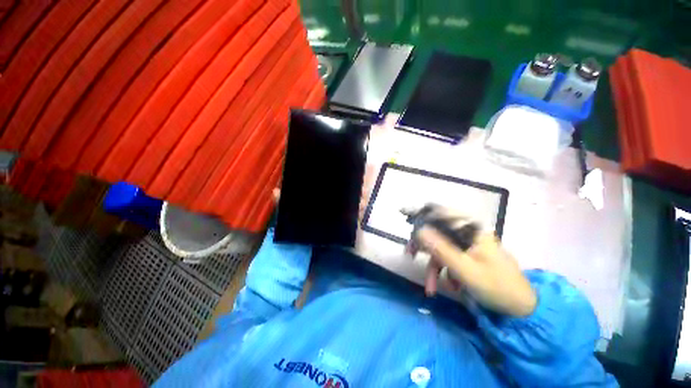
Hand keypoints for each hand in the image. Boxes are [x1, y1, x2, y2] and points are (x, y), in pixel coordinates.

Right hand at [407, 207, 536, 316]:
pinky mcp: (466, 256)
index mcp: (471, 229)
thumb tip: (419, 230)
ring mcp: (467, 245)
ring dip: (433, 267)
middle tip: (408, 254)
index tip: (402, 213)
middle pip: (437, 230)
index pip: (441, 211)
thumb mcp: (464, 269)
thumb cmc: (496, 287)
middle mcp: (468, 233)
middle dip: (422, 245)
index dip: (420, 210)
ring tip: (430, 287)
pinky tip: (446, 287)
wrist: (520, 309)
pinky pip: (448, 259)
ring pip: (440, 248)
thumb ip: (440, 248)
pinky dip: (443, 273)